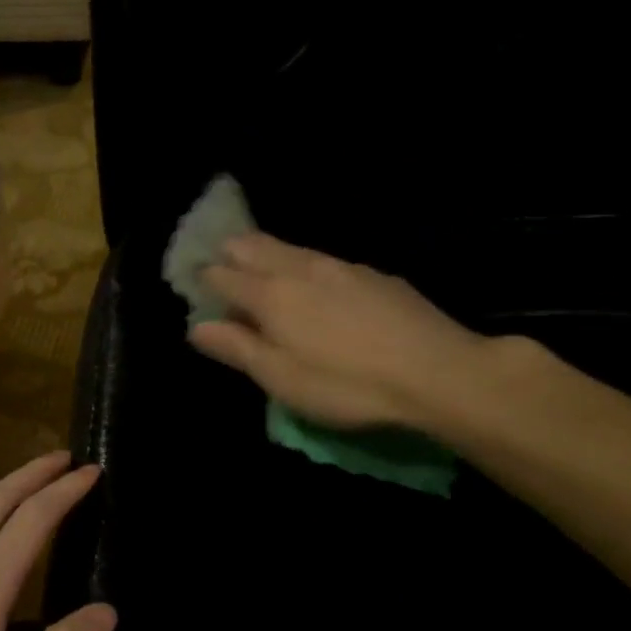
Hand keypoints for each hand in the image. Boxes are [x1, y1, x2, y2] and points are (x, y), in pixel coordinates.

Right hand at [190, 232, 492, 429]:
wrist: (437, 371)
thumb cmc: (346, 384)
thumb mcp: (281, 378)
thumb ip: (237, 349)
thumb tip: (197, 327)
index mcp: (271, 295)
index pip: (223, 276)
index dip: (203, 278)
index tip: (193, 284)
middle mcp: (300, 269)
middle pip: (254, 246)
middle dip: (231, 252)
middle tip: (220, 262)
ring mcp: (340, 266)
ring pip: (290, 247)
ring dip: (266, 253)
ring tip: (259, 265)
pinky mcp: (373, 275)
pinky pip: (323, 259)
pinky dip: (302, 263)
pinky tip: (313, 281)